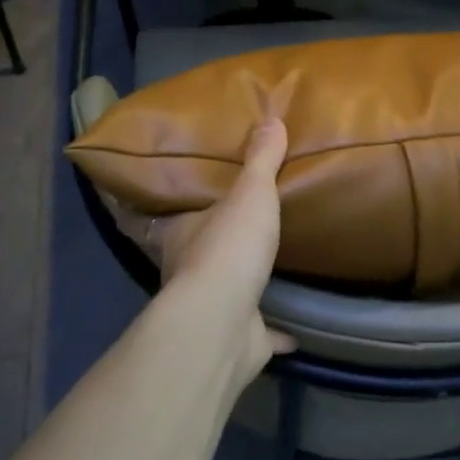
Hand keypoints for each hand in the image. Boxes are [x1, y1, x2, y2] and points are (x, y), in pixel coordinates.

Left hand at [145, 119, 294, 387]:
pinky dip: (274, 333)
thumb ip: (260, 161)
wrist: (224, 322)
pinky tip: (293, 333)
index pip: (167, 217)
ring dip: (241, 286)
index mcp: (181, 234)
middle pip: (197, 255)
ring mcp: (211, 310)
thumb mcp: (249, 194)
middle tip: (239, 231)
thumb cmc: (228, 249)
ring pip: (225, 295)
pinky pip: (258, 334)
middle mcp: (187, 273)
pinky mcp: (237, 340)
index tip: (187, 205)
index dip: (174, 210)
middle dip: (214, 246)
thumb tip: (270, 119)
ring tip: (265, 271)